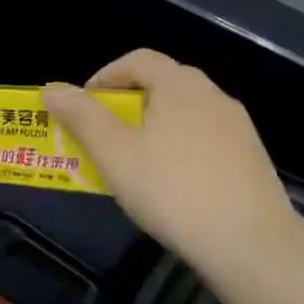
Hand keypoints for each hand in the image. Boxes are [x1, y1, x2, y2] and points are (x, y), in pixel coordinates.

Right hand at [44, 50, 299, 279]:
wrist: (251, 243)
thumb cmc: (172, 190)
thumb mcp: (115, 154)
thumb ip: (82, 117)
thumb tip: (51, 88)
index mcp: (180, 85)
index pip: (139, 60)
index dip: (106, 75)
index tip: (84, 105)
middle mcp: (213, 96)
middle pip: (163, 84)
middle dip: (128, 103)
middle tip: (104, 136)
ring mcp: (238, 127)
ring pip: (186, 114)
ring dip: (154, 127)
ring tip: (134, 163)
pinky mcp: (251, 158)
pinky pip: (205, 139)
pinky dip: (180, 148)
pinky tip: (173, 185)